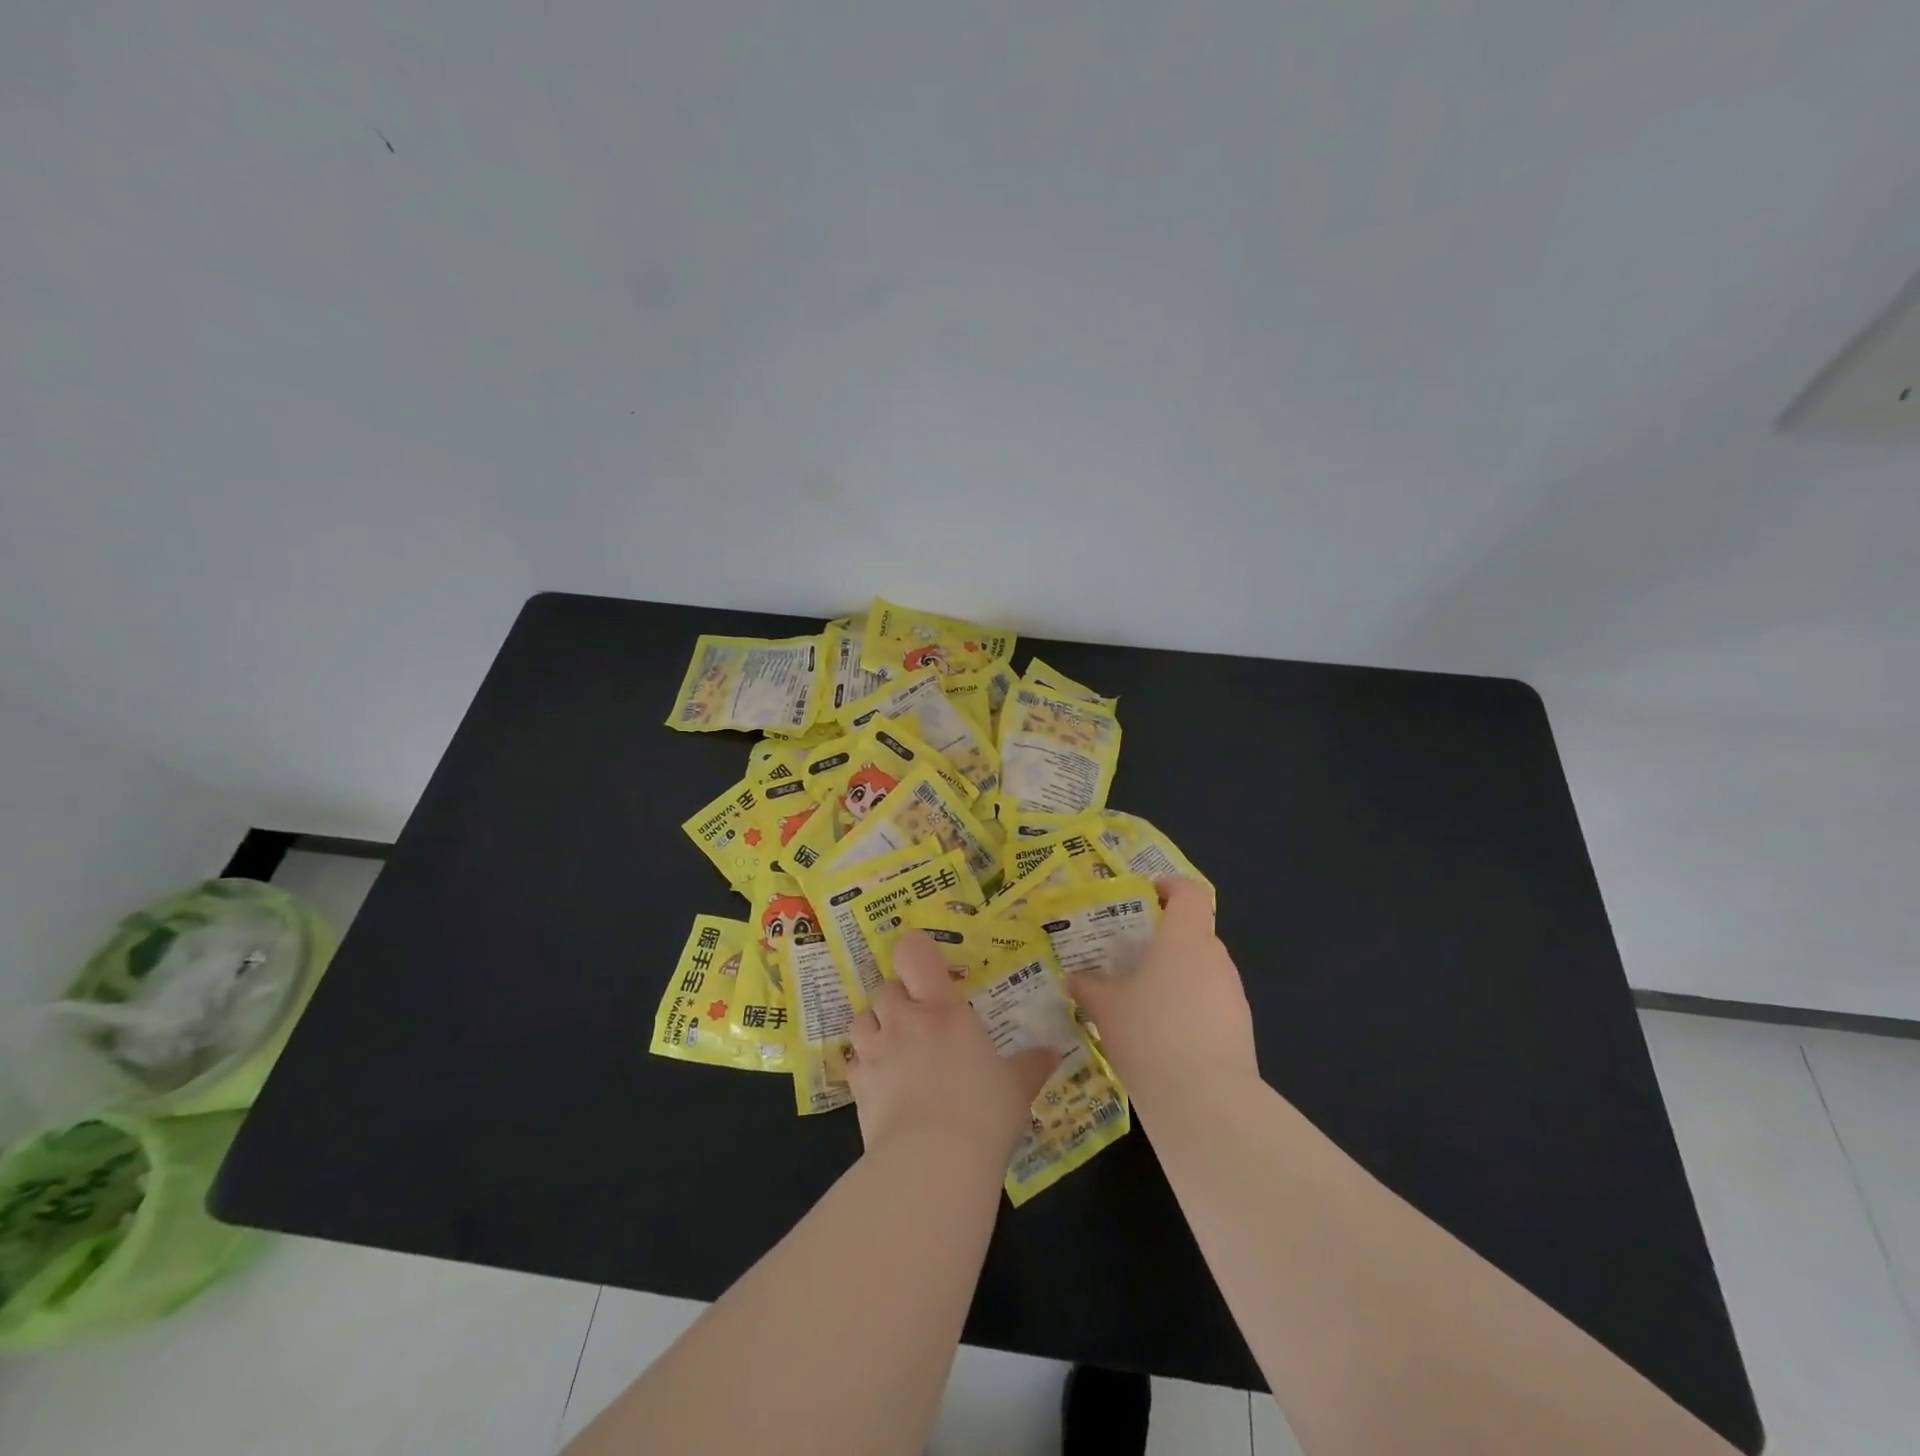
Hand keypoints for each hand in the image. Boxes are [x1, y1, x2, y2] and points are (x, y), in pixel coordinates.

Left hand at [847, 931, 1061, 1161]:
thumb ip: (1031, 1066)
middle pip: (886, 987)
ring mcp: (876, 1050)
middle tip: (920, 1019)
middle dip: (899, 998)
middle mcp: (904, 1020)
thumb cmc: (983, 1112)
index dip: (915, 952)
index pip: (914, 953)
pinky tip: (881, 1083)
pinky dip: (864, 1065)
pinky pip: (854, 1061)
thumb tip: (1053, 1054)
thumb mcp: (1016, 1088)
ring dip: (876, 1025)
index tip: (928, 967)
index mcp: (943, 1009)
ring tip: (894, 1045)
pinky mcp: (857, 1085)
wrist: (933, 1162)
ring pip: (863, 1018)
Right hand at [1068, 877, 1258, 1111]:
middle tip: (1128, 958)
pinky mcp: (1240, 1029)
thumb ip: (1088, 987)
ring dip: (1175, 977)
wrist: (1206, 1102)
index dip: (1168, 888)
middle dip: (1162, 940)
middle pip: (1193, 932)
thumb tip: (1075, 978)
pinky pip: (1209, 1003)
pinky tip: (1161, 1037)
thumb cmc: (1150, 1034)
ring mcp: (1233, 994)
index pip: (1189, 891)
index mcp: (1185, 937)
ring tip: (1140, 1002)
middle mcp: (1216, 957)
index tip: (1143, 900)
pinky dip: (1187, 1008)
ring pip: (1201, 970)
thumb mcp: (1105, 1008)